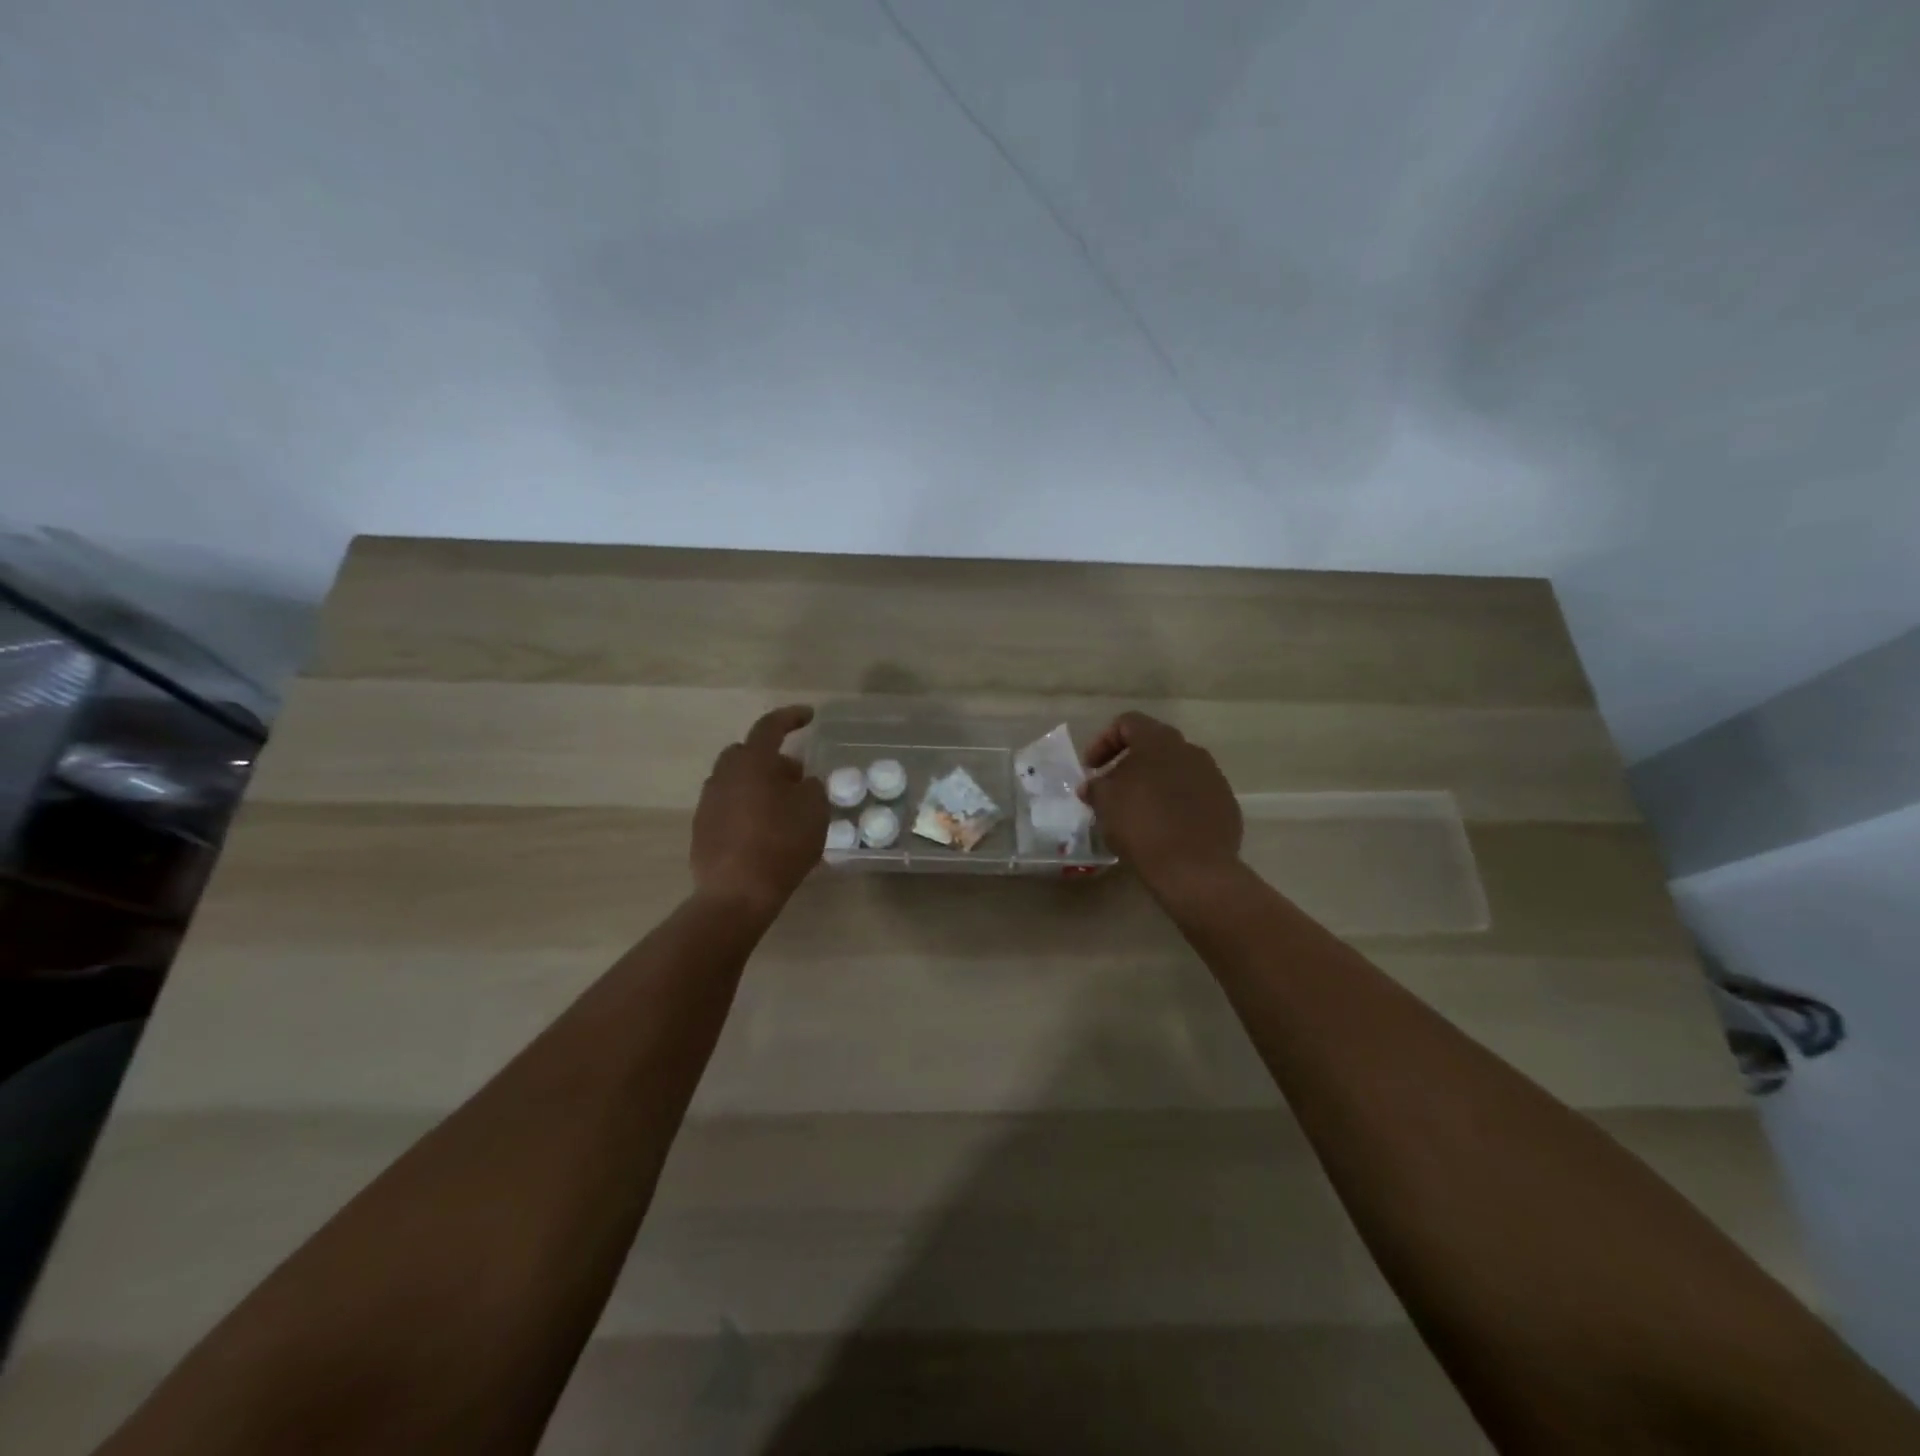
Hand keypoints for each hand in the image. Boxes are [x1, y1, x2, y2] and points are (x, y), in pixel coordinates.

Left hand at [691, 705, 828, 915]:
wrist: (736, 894)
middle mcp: (724, 775)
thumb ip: (811, 787)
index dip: (791, 717)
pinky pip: (728, 805)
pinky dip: (746, 808)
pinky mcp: (702, 829)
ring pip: (735, 780)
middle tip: (796, 776)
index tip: (809, 716)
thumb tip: (801, 784)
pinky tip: (764, 831)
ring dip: (758, 784)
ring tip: (782, 808)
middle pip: (747, 753)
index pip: (770, 727)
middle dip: (772, 758)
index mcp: (752, 762)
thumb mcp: (815, 811)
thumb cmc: (781, 844)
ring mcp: (708, 802)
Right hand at [1083, 711, 1241, 900]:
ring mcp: (1213, 776)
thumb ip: (1095, 786)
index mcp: (1159, 741)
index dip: (1103, 741)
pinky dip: (1175, 802)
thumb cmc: (1142, 825)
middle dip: (1128, 763)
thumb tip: (1092, 785)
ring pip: (1175, 769)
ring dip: (1153, 782)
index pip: (1127, 722)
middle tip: (1111, 788)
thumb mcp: (1105, 803)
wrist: (1195, 868)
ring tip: (1137, 810)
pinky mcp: (1225, 802)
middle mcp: (1190, 750)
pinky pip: (1194, 793)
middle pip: (1153, 745)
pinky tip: (1164, 826)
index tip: (1091, 769)